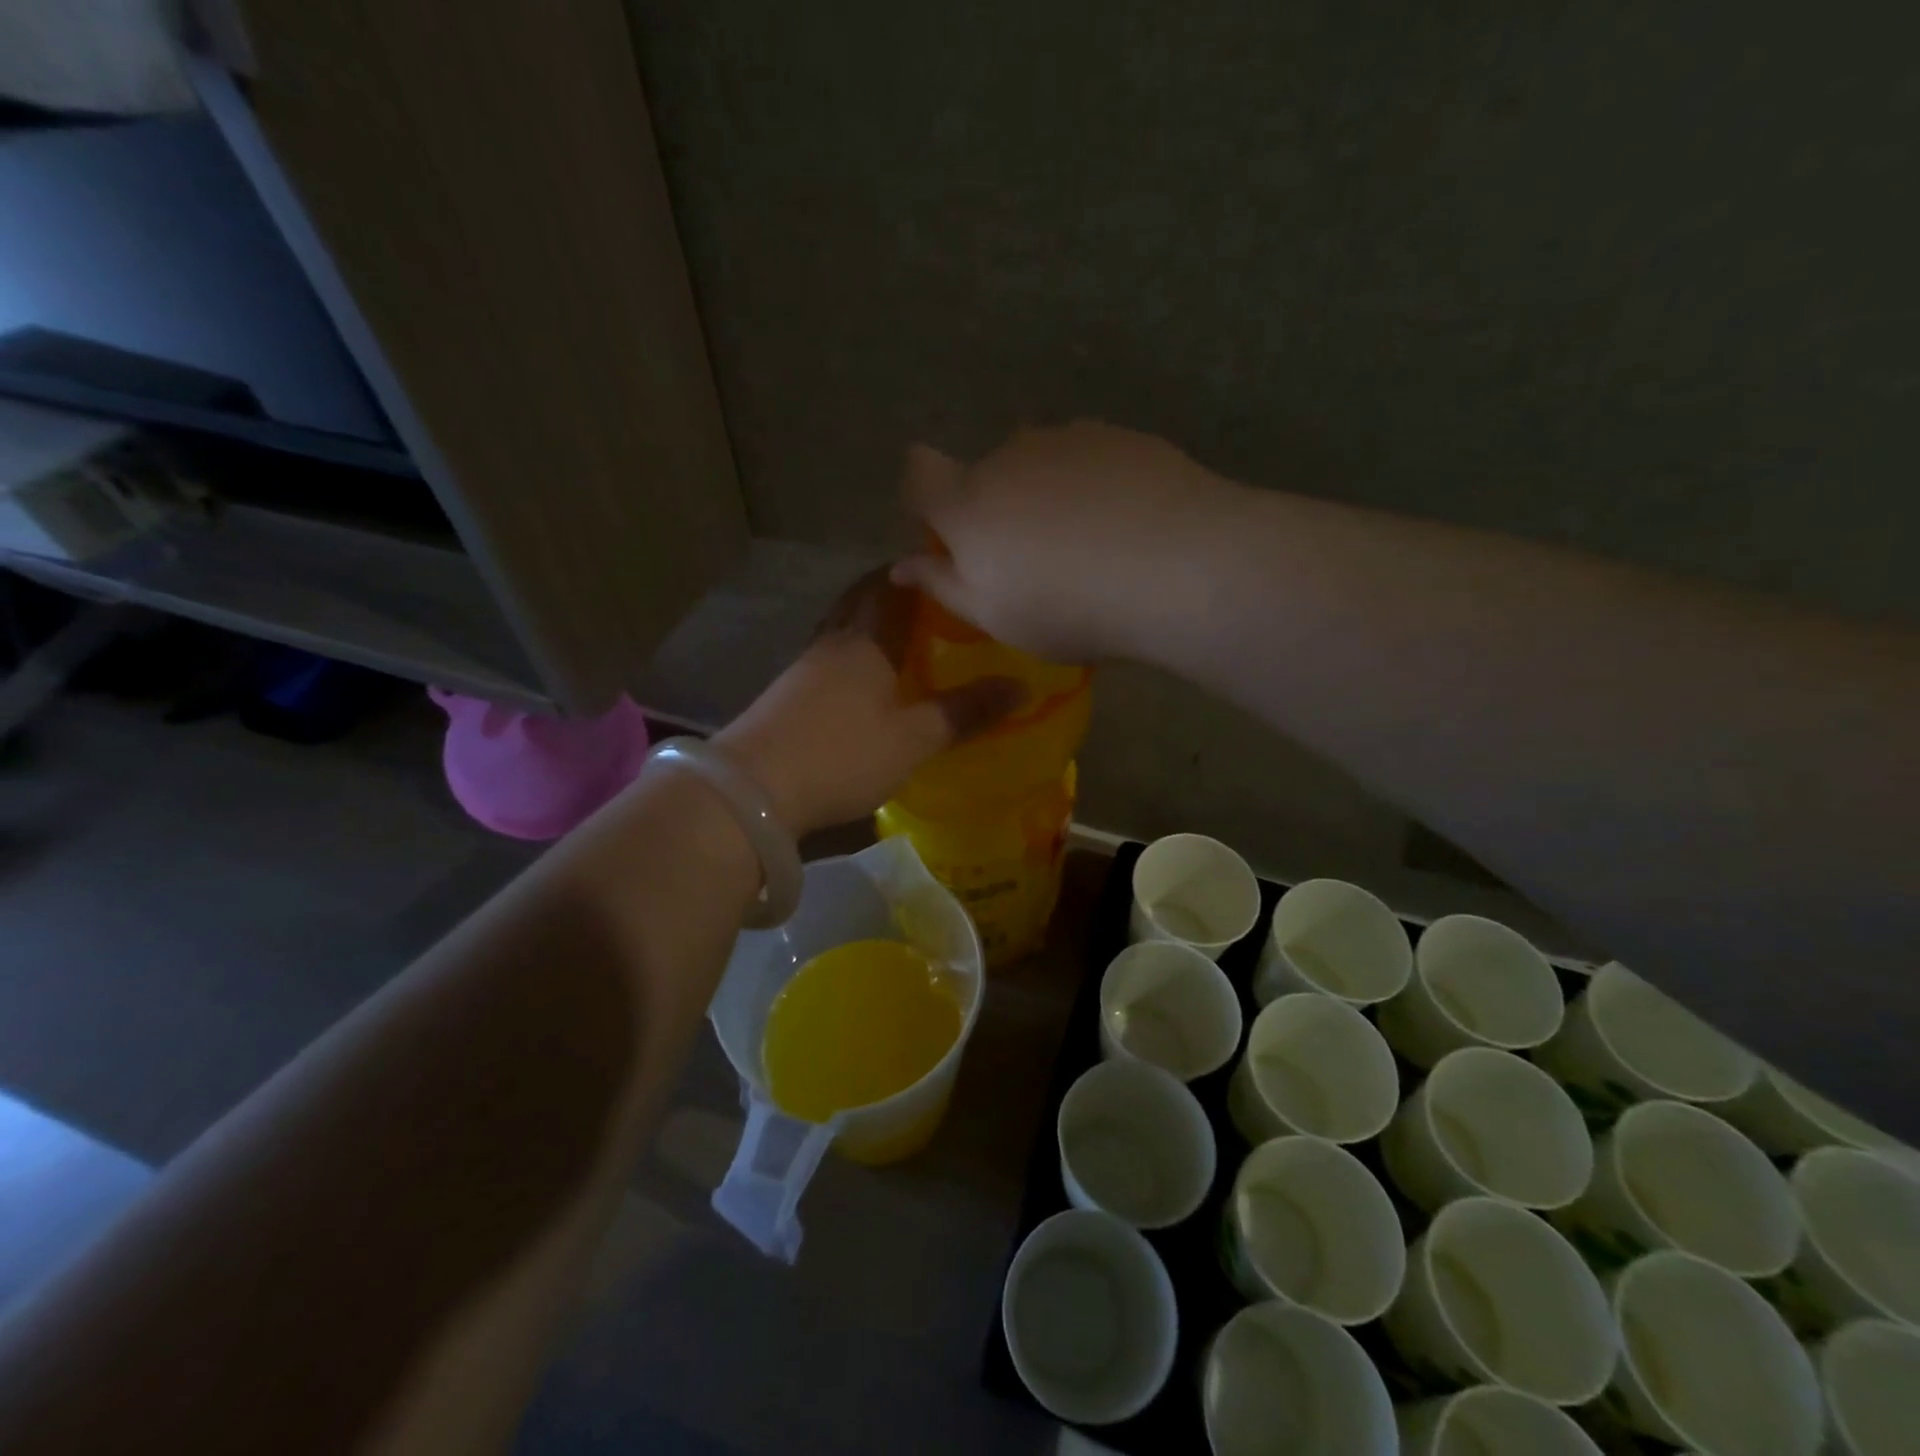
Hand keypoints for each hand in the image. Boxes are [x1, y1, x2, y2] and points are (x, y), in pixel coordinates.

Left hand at [715, 573, 1021, 836]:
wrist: (754, 789)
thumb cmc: (842, 755)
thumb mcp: (915, 739)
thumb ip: (965, 711)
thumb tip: (1020, 686)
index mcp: (866, 639)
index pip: (892, 586)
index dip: (917, 571)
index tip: (946, 566)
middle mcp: (834, 641)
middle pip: (861, 600)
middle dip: (892, 592)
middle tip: (930, 601)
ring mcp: (806, 667)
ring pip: (843, 629)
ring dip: (870, 624)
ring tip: (904, 638)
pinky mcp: (789, 693)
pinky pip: (830, 658)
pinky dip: (854, 655)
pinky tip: (867, 679)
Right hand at [889, 422, 1236, 661]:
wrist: (1177, 567)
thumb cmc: (1067, 607)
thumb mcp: (994, 616)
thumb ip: (943, 584)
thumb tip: (901, 565)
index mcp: (968, 501)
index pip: (918, 471)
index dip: (923, 496)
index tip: (946, 533)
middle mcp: (1009, 454)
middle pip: (986, 473)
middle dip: (996, 508)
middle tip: (1032, 560)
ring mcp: (1069, 438)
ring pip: (1041, 464)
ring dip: (1047, 495)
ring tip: (1088, 546)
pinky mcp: (1122, 435)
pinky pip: (1089, 460)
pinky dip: (1093, 486)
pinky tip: (1125, 525)